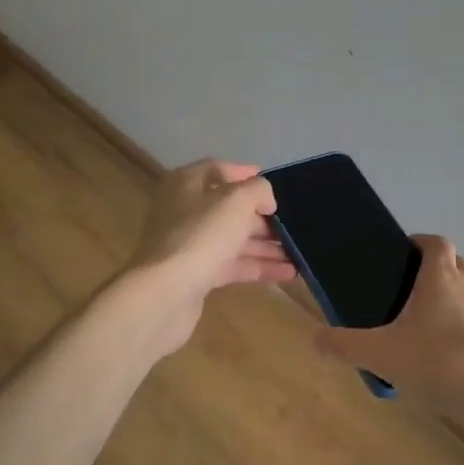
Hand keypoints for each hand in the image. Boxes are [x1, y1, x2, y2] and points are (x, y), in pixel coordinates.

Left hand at [119, 160, 295, 356]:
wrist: (164, 294)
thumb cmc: (201, 235)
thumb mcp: (237, 200)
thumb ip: (258, 190)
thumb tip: (265, 199)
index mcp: (186, 184)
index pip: (219, 170)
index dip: (246, 174)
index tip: (276, 185)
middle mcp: (184, 211)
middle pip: (228, 208)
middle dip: (262, 216)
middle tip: (292, 224)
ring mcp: (188, 245)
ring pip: (233, 239)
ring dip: (265, 245)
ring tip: (299, 251)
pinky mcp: (195, 275)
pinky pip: (232, 266)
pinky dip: (258, 267)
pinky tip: (289, 273)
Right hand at [313, 235, 463, 420]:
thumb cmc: (440, 363)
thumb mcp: (382, 355)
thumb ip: (346, 345)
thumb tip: (317, 338)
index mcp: (441, 276)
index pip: (435, 242)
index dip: (420, 243)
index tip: (403, 256)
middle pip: (454, 263)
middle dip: (435, 271)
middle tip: (409, 294)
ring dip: (452, 301)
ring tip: (427, 330)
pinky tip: (451, 358)